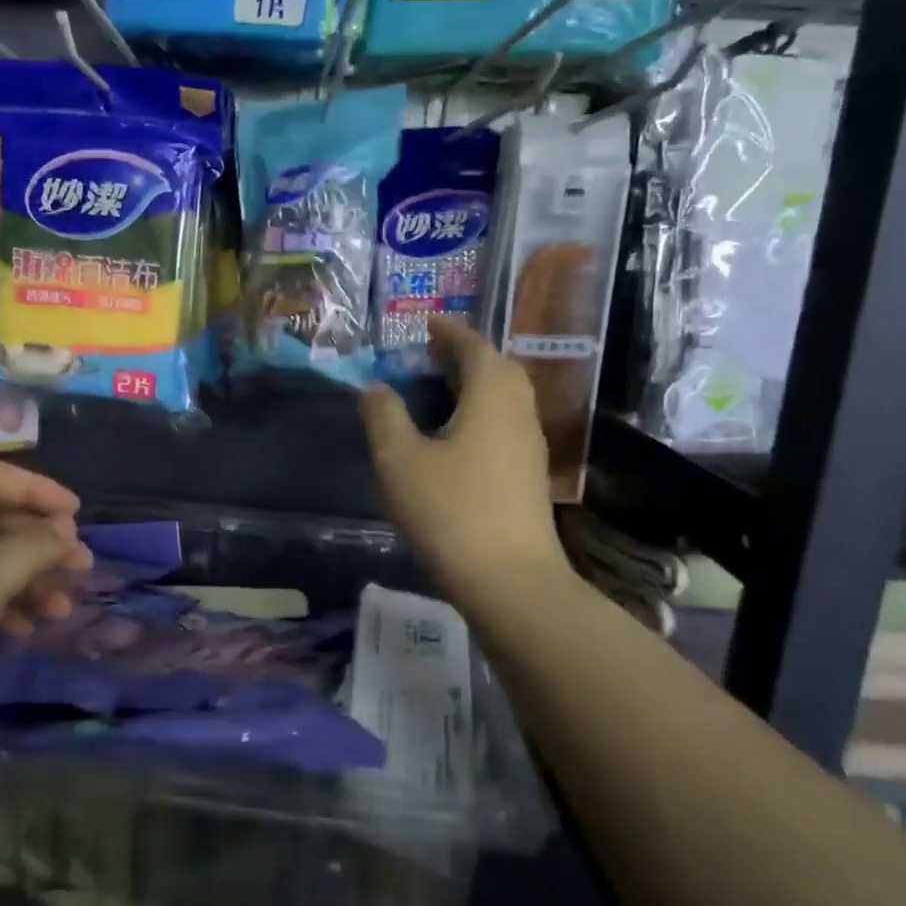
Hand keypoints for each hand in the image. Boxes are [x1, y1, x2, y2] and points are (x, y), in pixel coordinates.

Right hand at [361, 317, 569, 608]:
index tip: (425, 324)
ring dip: (475, 385)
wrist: (510, 581)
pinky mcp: (528, 476)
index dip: (450, 331)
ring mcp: (529, 447)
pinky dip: (480, 413)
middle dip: (465, 355)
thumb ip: (384, 415)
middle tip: (429, 356)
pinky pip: (505, 425)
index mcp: (491, 396)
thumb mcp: (400, 459)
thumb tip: (376, 388)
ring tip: (437, 392)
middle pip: (498, 368)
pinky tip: (453, 438)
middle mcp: (518, 412)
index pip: (475, 346)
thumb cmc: (450, 510)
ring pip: (505, 398)